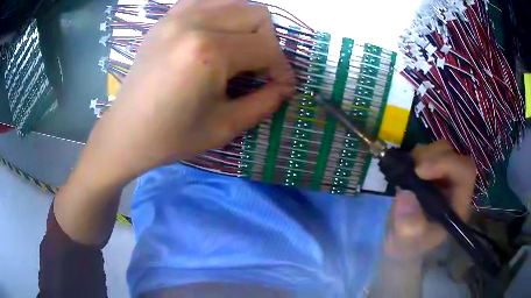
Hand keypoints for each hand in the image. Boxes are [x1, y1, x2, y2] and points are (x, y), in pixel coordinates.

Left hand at [81, 0, 294, 186]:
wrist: (127, 132)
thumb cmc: (172, 136)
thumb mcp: (224, 127)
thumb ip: (264, 103)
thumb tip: (286, 86)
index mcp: (209, 52)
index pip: (267, 47)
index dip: (282, 68)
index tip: (282, 86)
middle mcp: (195, 22)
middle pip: (258, 15)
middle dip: (268, 43)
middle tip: (259, 68)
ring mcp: (178, 15)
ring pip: (237, 3)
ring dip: (248, 26)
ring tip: (239, 52)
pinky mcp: (167, 17)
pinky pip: (209, 2)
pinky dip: (223, 15)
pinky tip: (217, 36)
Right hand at [384, 140, 476, 260]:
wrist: (400, 243)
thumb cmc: (407, 246)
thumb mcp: (405, 242)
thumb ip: (409, 226)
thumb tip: (407, 195)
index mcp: (458, 204)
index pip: (465, 172)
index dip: (446, 164)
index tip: (419, 171)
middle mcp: (454, 186)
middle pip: (453, 156)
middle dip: (432, 157)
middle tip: (411, 169)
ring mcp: (442, 178)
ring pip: (440, 150)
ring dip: (422, 155)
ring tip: (406, 172)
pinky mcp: (429, 173)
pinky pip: (426, 153)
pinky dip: (414, 156)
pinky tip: (404, 171)